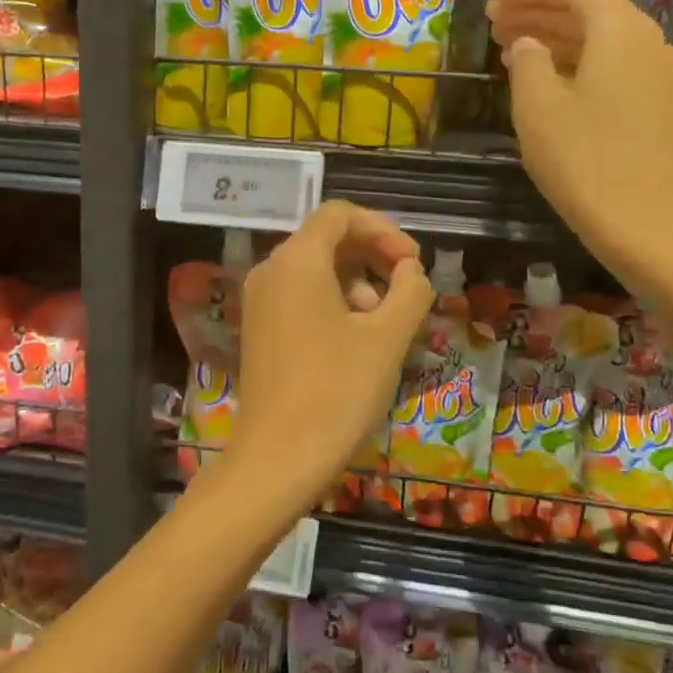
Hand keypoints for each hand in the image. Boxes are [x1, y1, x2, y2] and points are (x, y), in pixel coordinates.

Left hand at [226, 200, 432, 520]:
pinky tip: (357, 340)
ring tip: (385, 324)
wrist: (278, 458)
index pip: (340, 214)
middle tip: (407, 290)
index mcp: (297, 260)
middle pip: (326, 240)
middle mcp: (271, 271)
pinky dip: (333, 303)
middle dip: (372, 256)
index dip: (383, 229)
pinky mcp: (260, 330)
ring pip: (315, 270)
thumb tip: (411, 271)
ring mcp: (260, 302)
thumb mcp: (387, 338)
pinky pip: (300, 296)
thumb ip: (409, 292)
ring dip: (357, 283)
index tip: (412, 262)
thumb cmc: (337, 390)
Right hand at [488, 0, 672, 269]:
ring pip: (601, 38)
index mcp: (621, 31)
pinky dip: (575, 62)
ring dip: (555, 36)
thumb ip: (528, 62)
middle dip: (541, 9)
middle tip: (494, 20)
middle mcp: (648, 42)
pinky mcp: (657, 107)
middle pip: (592, 8)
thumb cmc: (585, 162)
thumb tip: (528, 44)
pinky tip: (545, 80)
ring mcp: (658, 76)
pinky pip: (611, 65)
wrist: (649, 227)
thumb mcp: (538, 108)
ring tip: (510, 46)